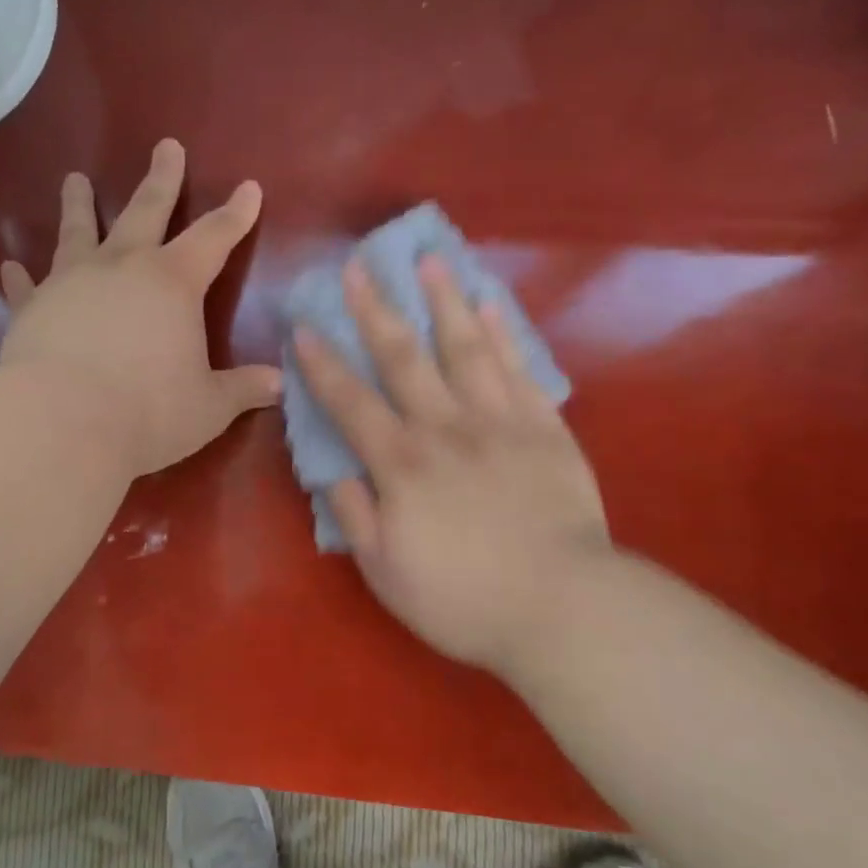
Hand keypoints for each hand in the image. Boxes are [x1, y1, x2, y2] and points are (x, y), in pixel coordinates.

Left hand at [0, 139, 281, 477]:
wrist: (62, 423)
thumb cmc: (148, 411)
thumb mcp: (209, 406)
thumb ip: (243, 389)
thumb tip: (280, 383)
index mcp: (173, 283)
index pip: (214, 238)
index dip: (236, 214)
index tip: (249, 187)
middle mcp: (123, 268)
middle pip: (146, 211)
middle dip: (162, 179)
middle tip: (166, 145)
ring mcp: (71, 283)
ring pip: (77, 233)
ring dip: (78, 206)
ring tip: (74, 179)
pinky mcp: (32, 309)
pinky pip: (26, 287)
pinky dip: (19, 277)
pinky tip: (10, 265)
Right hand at [292, 255, 611, 676]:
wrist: (564, 608)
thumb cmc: (464, 599)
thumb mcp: (386, 572)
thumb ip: (355, 516)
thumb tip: (334, 471)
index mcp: (401, 464)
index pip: (351, 402)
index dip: (323, 364)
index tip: (303, 327)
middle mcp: (445, 428)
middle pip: (403, 357)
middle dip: (374, 309)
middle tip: (358, 266)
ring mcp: (499, 421)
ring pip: (465, 348)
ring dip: (442, 301)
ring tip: (428, 260)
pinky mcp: (544, 427)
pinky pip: (519, 369)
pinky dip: (503, 333)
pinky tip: (489, 302)